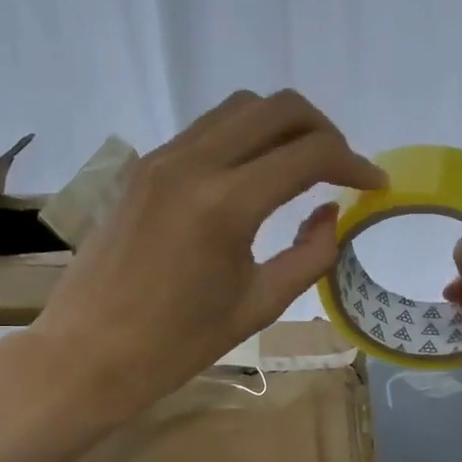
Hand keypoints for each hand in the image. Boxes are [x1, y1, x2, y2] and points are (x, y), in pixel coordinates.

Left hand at [28, 90, 384, 419]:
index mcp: (227, 203)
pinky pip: (204, 129)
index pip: (309, 153)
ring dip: (280, 125)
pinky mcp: (142, 167)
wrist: (88, 353)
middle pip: (277, 107)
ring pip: (238, 108)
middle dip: (322, 129)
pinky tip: (251, 176)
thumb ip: (311, 253)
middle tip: (340, 168)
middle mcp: (193, 163)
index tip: (374, 184)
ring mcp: (161, 159)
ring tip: (299, 166)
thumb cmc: (177, 344)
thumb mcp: (259, 304)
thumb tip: (334, 214)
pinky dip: (241, 137)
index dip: (354, 163)